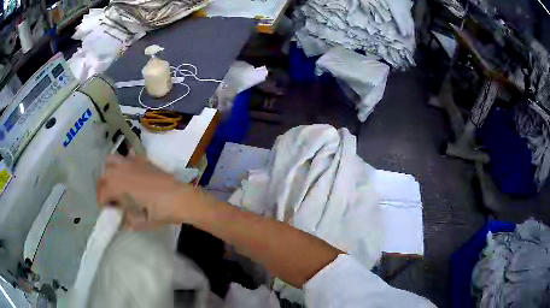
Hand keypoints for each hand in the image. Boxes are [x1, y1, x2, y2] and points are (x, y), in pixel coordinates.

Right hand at [96, 155, 197, 228]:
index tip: (107, 210)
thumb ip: (125, 221)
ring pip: (111, 161)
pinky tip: (129, 173)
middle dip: (103, 187)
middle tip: (110, 199)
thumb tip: (120, 221)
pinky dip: (123, 162)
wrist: (180, 198)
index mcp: (118, 185)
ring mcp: (131, 162)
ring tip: (115, 184)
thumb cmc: (159, 211)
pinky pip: (127, 155)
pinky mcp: (142, 159)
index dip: (102, 202)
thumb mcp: (140, 222)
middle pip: (103, 175)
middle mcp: (121, 170)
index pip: (102, 191)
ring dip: (109, 172)